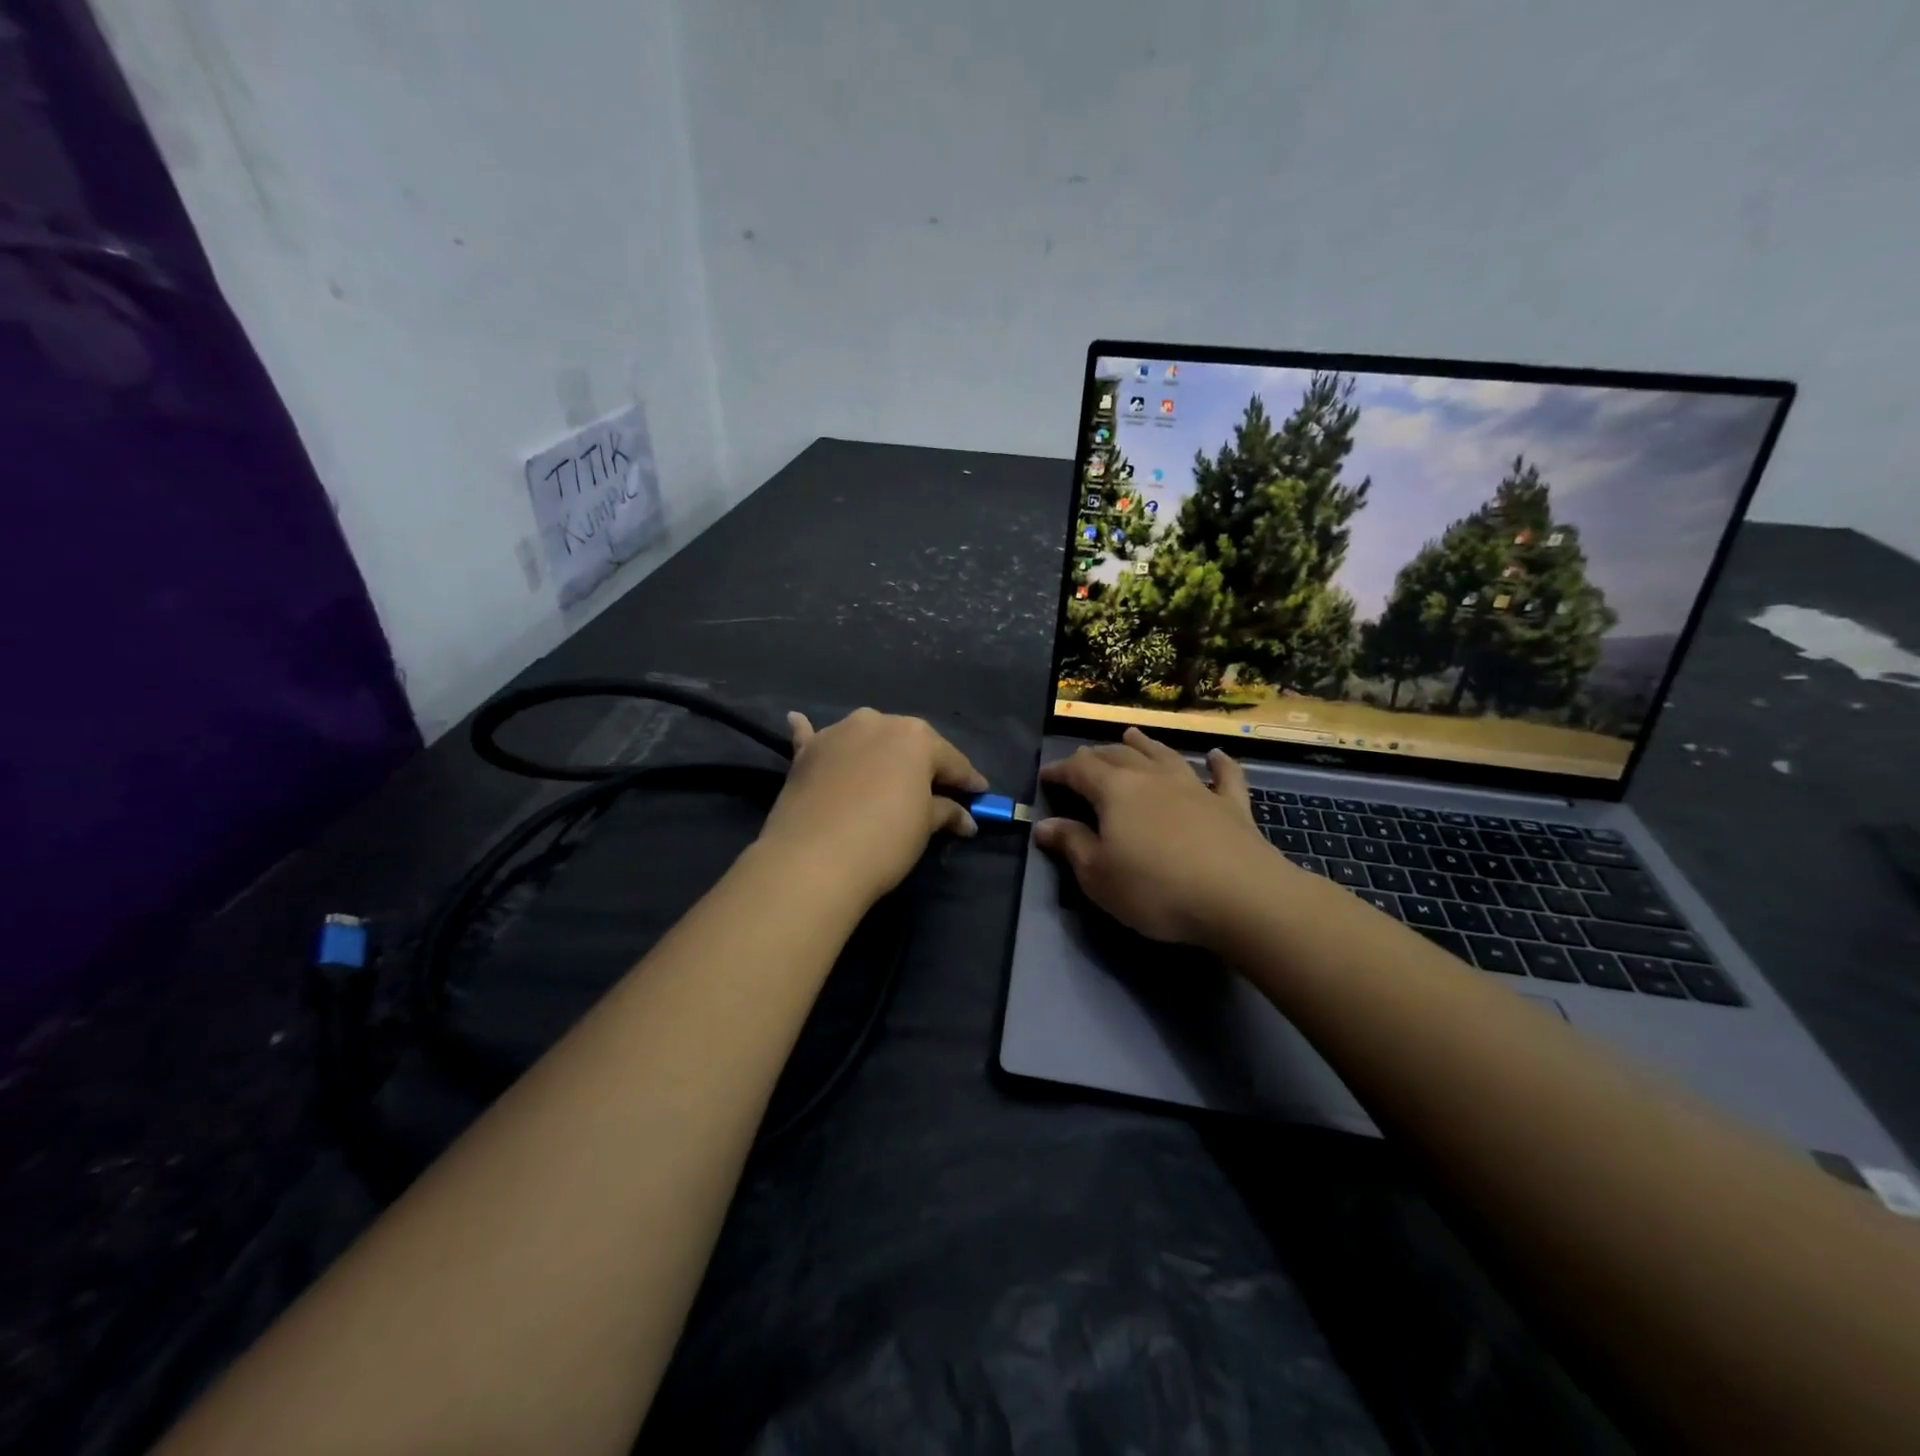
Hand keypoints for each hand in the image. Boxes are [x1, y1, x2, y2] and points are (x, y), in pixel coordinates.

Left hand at [758, 708, 987, 904]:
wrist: (814, 859)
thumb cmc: (884, 838)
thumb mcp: (924, 827)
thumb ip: (946, 813)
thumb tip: (965, 818)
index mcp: (916, 736)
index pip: (951, 759)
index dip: (968, 779)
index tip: (980, 793)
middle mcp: (877, 722)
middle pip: (907, 744)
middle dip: (922, 764)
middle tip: (935, 790)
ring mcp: (837, 733)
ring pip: (865, 737)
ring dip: (876, 749)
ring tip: (883, 769)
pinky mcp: (805, 753)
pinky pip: (812, 737)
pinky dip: (811, 732)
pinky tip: (799, 720)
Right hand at [1035, 728, 1278, 946]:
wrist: (1240, 896)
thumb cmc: (1156, 889)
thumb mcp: (1099, 875)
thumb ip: (1072, 845)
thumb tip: (1045, 824)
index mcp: (1116, 790)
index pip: (1079, 769)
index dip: (1059, 770)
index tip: (1045, 775)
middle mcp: (1153, 778)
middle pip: (1119, 756)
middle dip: (1097, 755)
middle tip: (1084, 759)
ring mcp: (1196, 787)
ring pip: (1164, 755)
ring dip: (1145, 745)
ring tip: (1131, 735)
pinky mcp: (1232, 805)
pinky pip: (1225, 776)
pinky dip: (1219, 763)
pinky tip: (1215, 754)